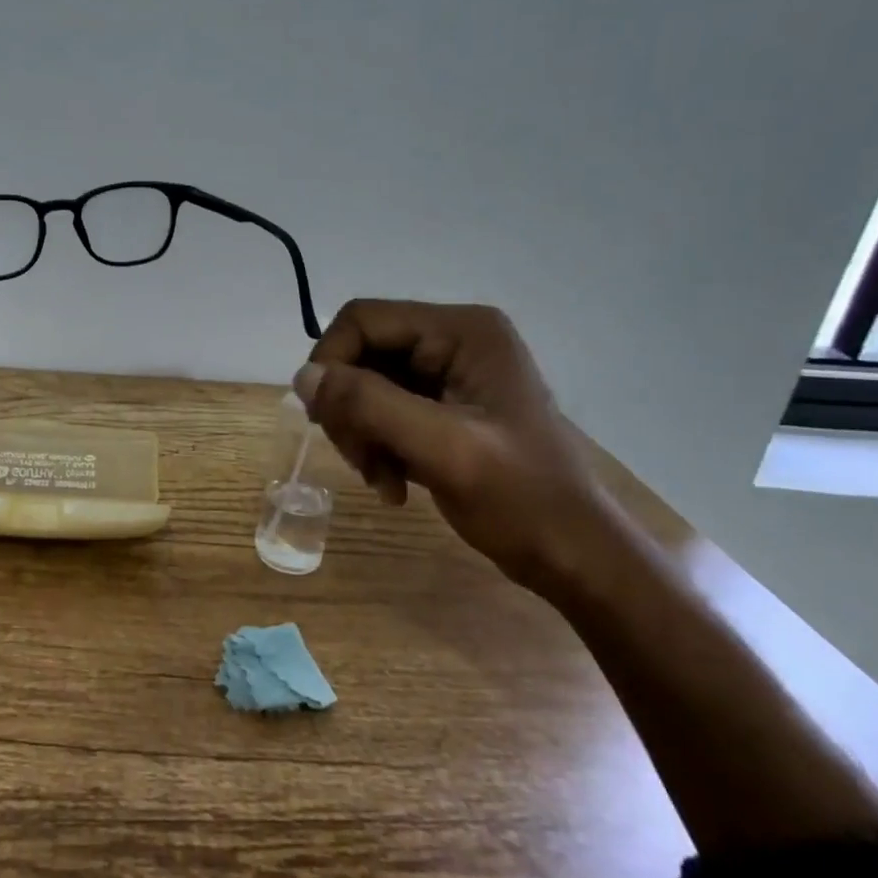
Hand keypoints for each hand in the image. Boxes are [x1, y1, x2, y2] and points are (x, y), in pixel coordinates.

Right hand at [295, 300, 620, 595]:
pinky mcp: (441, 406)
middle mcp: (451, 340)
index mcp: (462, 331)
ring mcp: (446, 374)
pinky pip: (380, 411)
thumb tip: (303, 376)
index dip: (331, 363)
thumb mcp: (443, 448)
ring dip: (359, 434)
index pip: (362, 320)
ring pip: (362, 386)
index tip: (324, 420)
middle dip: (349, 409)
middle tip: (360, 461)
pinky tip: (393, 483)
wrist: (574, 556)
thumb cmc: (521, 499)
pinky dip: (375, 446)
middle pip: (359, 354)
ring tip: (380, 479)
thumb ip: (369, 404)